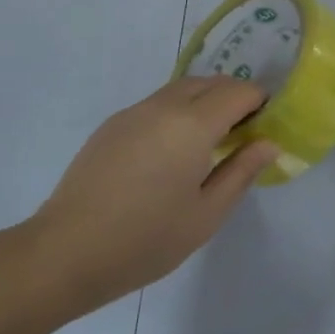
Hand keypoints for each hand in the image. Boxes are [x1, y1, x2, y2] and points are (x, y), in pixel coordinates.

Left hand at [27, 77, 278, 314]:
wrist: (65, 252)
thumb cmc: (145, 240)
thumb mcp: (206, 214)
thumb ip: (241, 171)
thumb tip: (269, 143)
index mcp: (193, 125)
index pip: (239, 92)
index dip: (260, 102)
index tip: (267, 126)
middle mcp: (164, 106)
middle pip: (210, 82)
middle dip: (234, 96)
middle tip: (244, 133)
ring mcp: (134, 112)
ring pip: (182, 88)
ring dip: (205, 100)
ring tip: (210, 141)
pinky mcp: (113, 124)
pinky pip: (158, 103)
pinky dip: (179, 110)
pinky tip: (173, 150)